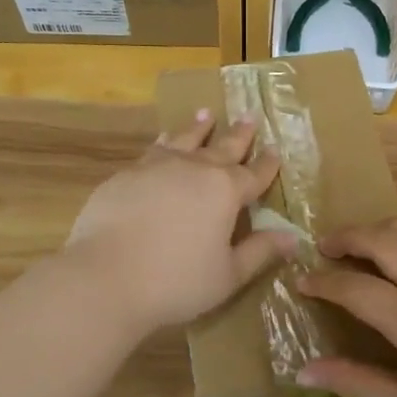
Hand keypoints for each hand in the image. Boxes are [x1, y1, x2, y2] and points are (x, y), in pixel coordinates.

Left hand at [66, 110, 296, 333]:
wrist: (104, 277)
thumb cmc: (176, 282)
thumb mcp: (228, 275)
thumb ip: (260, 252)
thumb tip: (292, 237)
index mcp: (224, 191)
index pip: (253, 174)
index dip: (267, 165)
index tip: (275, 151)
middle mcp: (193, 169)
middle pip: (222, 147)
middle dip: (239, 135)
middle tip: (249, 116)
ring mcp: (156, 167)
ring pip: (183, 140)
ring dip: (197, 128)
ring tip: (205, 115)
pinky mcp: (124, 176)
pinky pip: (152, 152)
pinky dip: (164, 143)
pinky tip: (162, 144)